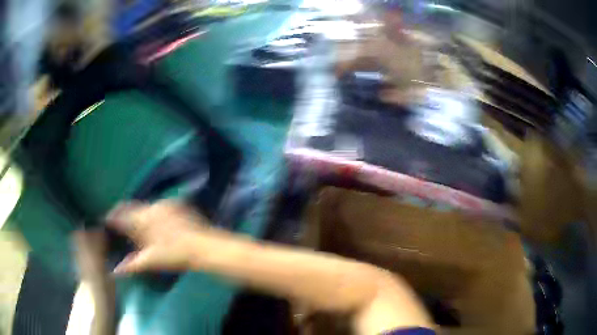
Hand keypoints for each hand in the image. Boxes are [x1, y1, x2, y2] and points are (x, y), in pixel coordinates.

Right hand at [106, 200, 210, 273]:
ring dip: (137, 212)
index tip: (105, 220)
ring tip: (136, 222)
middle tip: (119, 221)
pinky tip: (155, 221)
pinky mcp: (176, 204)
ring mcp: (165, 204)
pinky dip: (151, 212)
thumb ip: (132, 264)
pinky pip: (157, 205)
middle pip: (131, 207)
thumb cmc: (174, 255)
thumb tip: (115, 271)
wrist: (203, 246)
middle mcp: (151, 207)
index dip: (111, 217)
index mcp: (142, 219)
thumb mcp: (151, 261)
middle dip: (123, 213)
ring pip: (144, 206)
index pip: (120, 215)